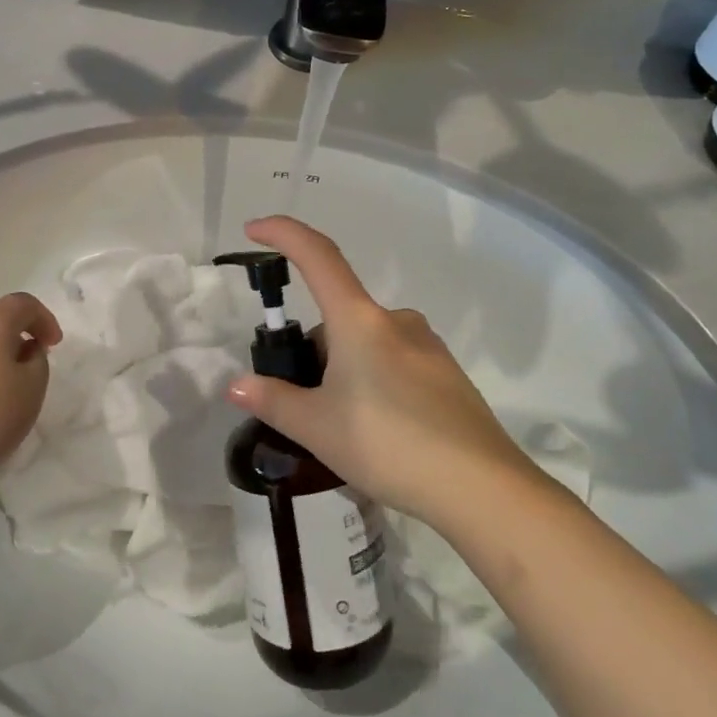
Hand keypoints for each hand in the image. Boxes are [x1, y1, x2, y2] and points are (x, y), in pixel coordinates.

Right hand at [225, 217, 541, 533]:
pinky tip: (382, 433)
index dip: (282, 234)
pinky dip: (375, 383)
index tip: (254, 229)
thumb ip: (273, 401)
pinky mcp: (447, 374)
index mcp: (359, 320)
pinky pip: (395, 362)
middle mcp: (395, 320)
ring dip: (344, 369)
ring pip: (367, 343)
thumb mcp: (317, 428)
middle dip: (313, 351)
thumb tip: (237, 385)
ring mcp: (427, 346)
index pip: (317, 255)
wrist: (480, 487)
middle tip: (305, 405)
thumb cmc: (388, 444)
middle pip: (338, 316)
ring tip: (344, 429)